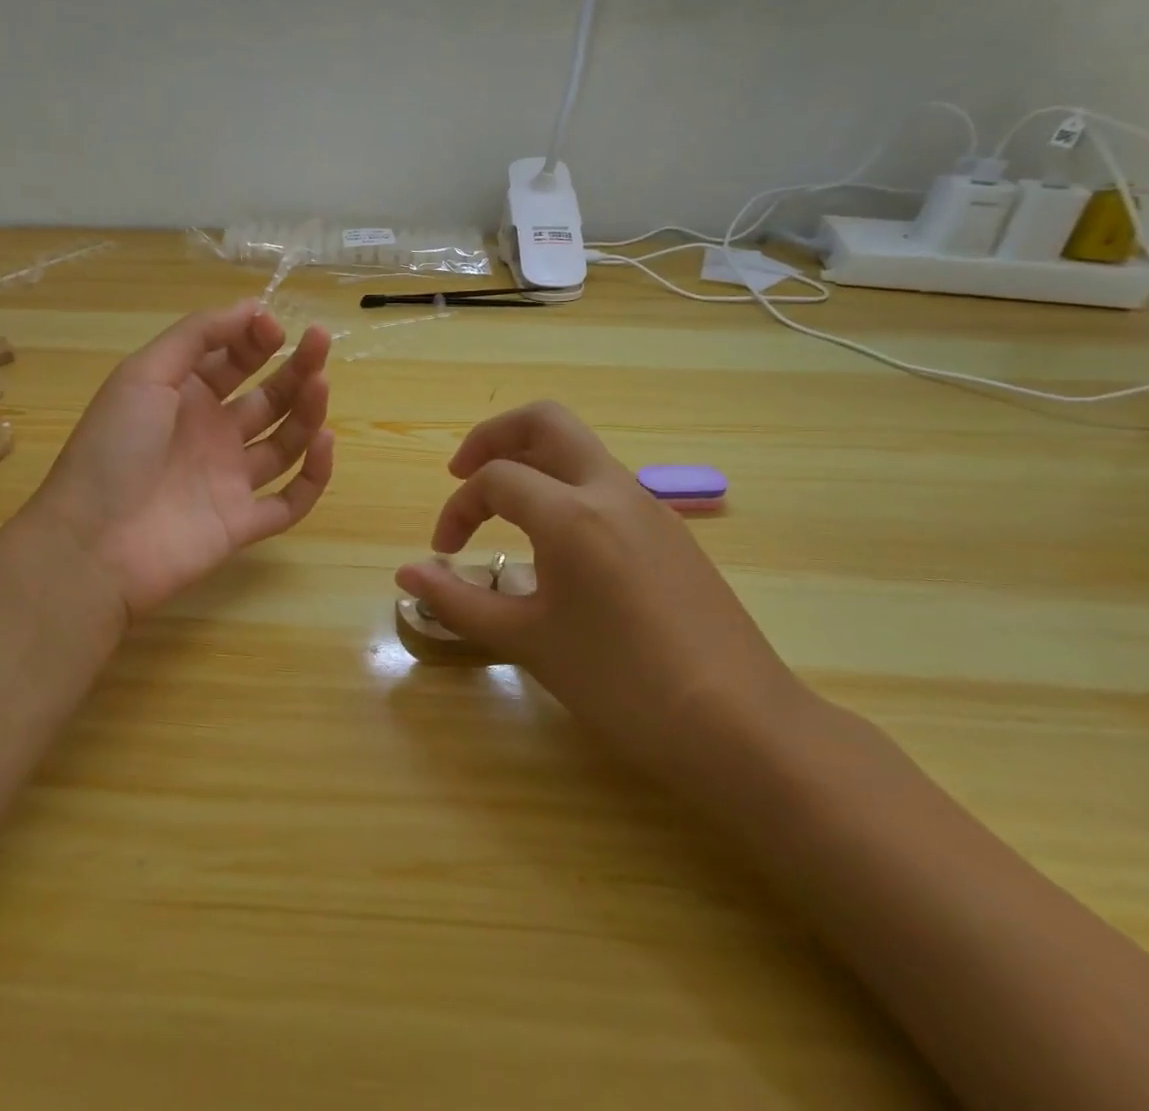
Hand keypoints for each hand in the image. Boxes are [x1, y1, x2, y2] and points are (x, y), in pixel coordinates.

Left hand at [28, 300, 334, 621]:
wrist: (91, 545)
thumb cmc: (113, 449)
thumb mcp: (144, 374)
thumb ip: (197, 336)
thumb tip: (253, 307)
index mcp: (185, 396)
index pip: (234, 359)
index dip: (256, 338)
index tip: (274, 327)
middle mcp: (212, 433)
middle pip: (268, 396)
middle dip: (295, 367)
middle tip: (320, 340)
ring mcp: (230, 479)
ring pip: (285, 442)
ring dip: (307, 411)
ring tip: (321, 384)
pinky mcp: (243, 523)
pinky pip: (291, 500)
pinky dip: (313, 474)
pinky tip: (324, 443)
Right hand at [395, 402, 808, 782]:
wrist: (741, 726)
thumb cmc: (621, 684)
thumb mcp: (529, 641)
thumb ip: (460, 601)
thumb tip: (407, 575)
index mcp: (571, 514)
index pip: (495, 480)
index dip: (457, 509)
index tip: (444, 553)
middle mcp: (611, 491)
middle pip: (545, 422)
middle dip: (494, 435)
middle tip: (463, 471)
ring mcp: (650, 507)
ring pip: (580, 450)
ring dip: (533, 461)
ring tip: (506, 509)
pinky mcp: (672, 531)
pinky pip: (606, 484)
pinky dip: (567, 489)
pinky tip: (560, 546)